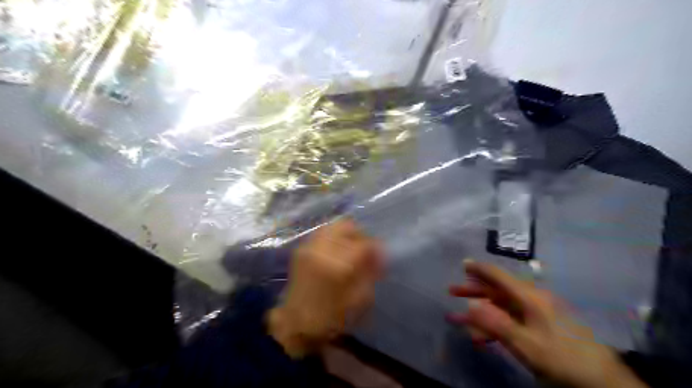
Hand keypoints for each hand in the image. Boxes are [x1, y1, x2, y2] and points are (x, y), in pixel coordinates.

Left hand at [267, 218, 383, 357]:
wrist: (295, 323)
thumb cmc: (330, 318)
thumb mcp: (358, 301)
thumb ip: (370, 273)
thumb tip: (377, 256)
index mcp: (338, 265)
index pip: (364, 243)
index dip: (376, 248)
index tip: (380, 258)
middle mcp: (322, 249)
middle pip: (348, 226)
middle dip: (362, 235)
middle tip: (366, 250)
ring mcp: (309, 246)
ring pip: (334, 226)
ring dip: (347, 234)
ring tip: (352, 249)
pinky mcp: (302, 249)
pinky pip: (322, 232)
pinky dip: (334, 237)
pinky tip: (337, 250)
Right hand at [447, 260, 645, 387]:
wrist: (603, 381)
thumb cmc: (562, 358)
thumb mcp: (526, 344)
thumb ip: (497, 324)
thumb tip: (471, 305)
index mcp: (529, 298)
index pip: (499, 276)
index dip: (480, 269)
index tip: (463, 263)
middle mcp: (532, 300)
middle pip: (497, 290)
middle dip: (474, 291)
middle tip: (452, 292)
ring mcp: (537, 313)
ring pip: (502, 307)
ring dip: (481, 312)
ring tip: (460, 319)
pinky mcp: (541, 326)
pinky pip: (511, 320)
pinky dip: (495, 325)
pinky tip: (482, 337)